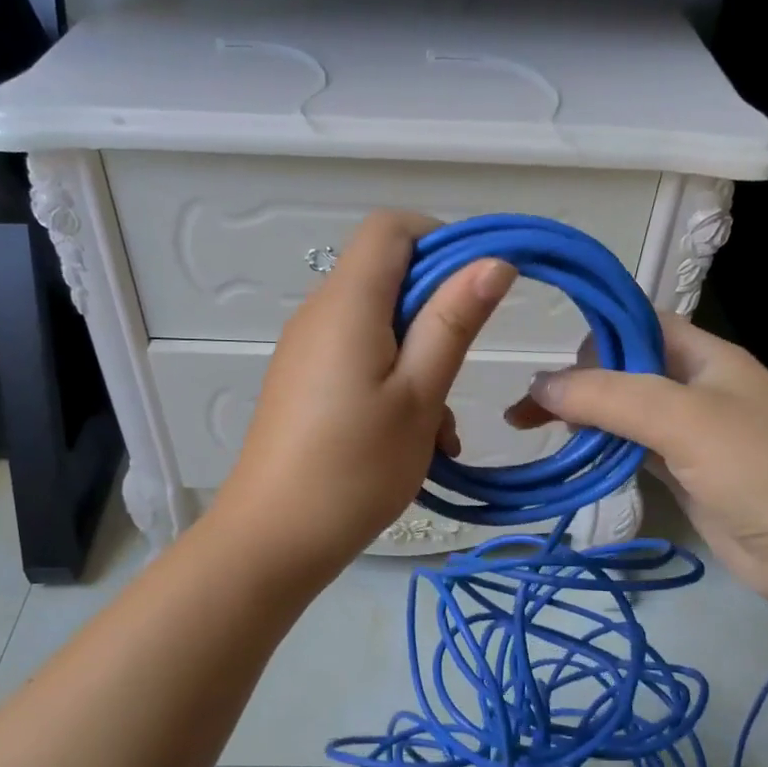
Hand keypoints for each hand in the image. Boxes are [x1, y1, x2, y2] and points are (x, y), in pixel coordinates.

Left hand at [215, 211, 514, 578]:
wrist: (275, 538)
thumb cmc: (356, 467)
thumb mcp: (419, 394)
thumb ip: (453, 322)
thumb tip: (492, 261)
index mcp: (347, 303)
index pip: (391, 228)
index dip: (442, 241)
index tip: (477, 290)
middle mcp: (319, 314)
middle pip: (387, 276)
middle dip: (437, 313)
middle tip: (460, 372)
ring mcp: (306, 350)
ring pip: (378, 326)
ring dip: (420, 360)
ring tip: (439, 429)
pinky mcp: (302, 383)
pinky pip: (357, 359)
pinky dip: (393, 382)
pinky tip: (412, 439)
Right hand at [507, 313, 767, 603]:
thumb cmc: (757, 468)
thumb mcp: (683, 419)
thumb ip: (610, 397)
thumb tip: (539, 385)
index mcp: (707, 356)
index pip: (641, 324)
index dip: (595, 334)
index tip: (550, 360)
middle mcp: (697, 388)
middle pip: (624, 371)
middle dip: (577, 383)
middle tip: (529, 410)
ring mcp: (690, 434)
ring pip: (623, 413)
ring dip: (583, 419)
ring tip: (534, 431)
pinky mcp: (683, 474)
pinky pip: (631, 450)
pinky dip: (600, 451)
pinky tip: (573, 457)